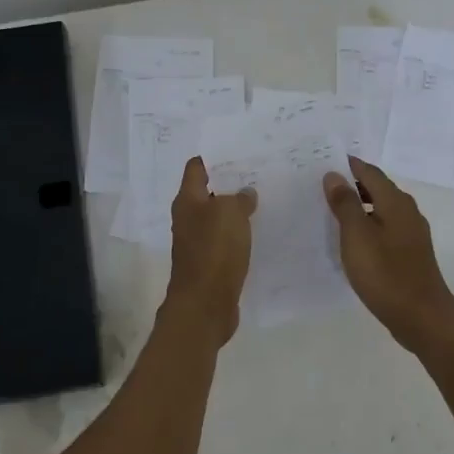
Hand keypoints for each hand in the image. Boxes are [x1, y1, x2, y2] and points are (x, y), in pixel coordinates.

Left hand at [164, 157, 256, 345]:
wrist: (205, 305)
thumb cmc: (214, 251)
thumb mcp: (230, 213)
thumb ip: (239, 198)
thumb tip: (245, 194)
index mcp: (188, 200)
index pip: (197, 167)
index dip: (214, 156)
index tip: (239, 149)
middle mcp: (189, 218)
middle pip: (209, 191)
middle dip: (231, 182)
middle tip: (259, 171)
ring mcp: (199, 241)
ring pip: (219, 216)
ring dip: (237, 208)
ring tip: (265, 197)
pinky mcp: (211, 262)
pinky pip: (227, 239)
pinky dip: (240, 232)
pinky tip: (260, 230)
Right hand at [323, 159, 453, 352]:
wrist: (422, 317)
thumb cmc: (386, 273)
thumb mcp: (357, 236)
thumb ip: (345, 204)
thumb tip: (334, 175)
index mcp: (395, 202)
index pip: (370, 172)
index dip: (348, 165)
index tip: (324, 161)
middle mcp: (407, 211)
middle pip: (378, 188)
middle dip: (352, 184)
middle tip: (322, 186)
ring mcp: (412, 234)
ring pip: (382, 209)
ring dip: (359, 206)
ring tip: (332, 211)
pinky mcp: (410, 253)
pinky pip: (385, 228)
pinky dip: (368, 225)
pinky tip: (353, 240)